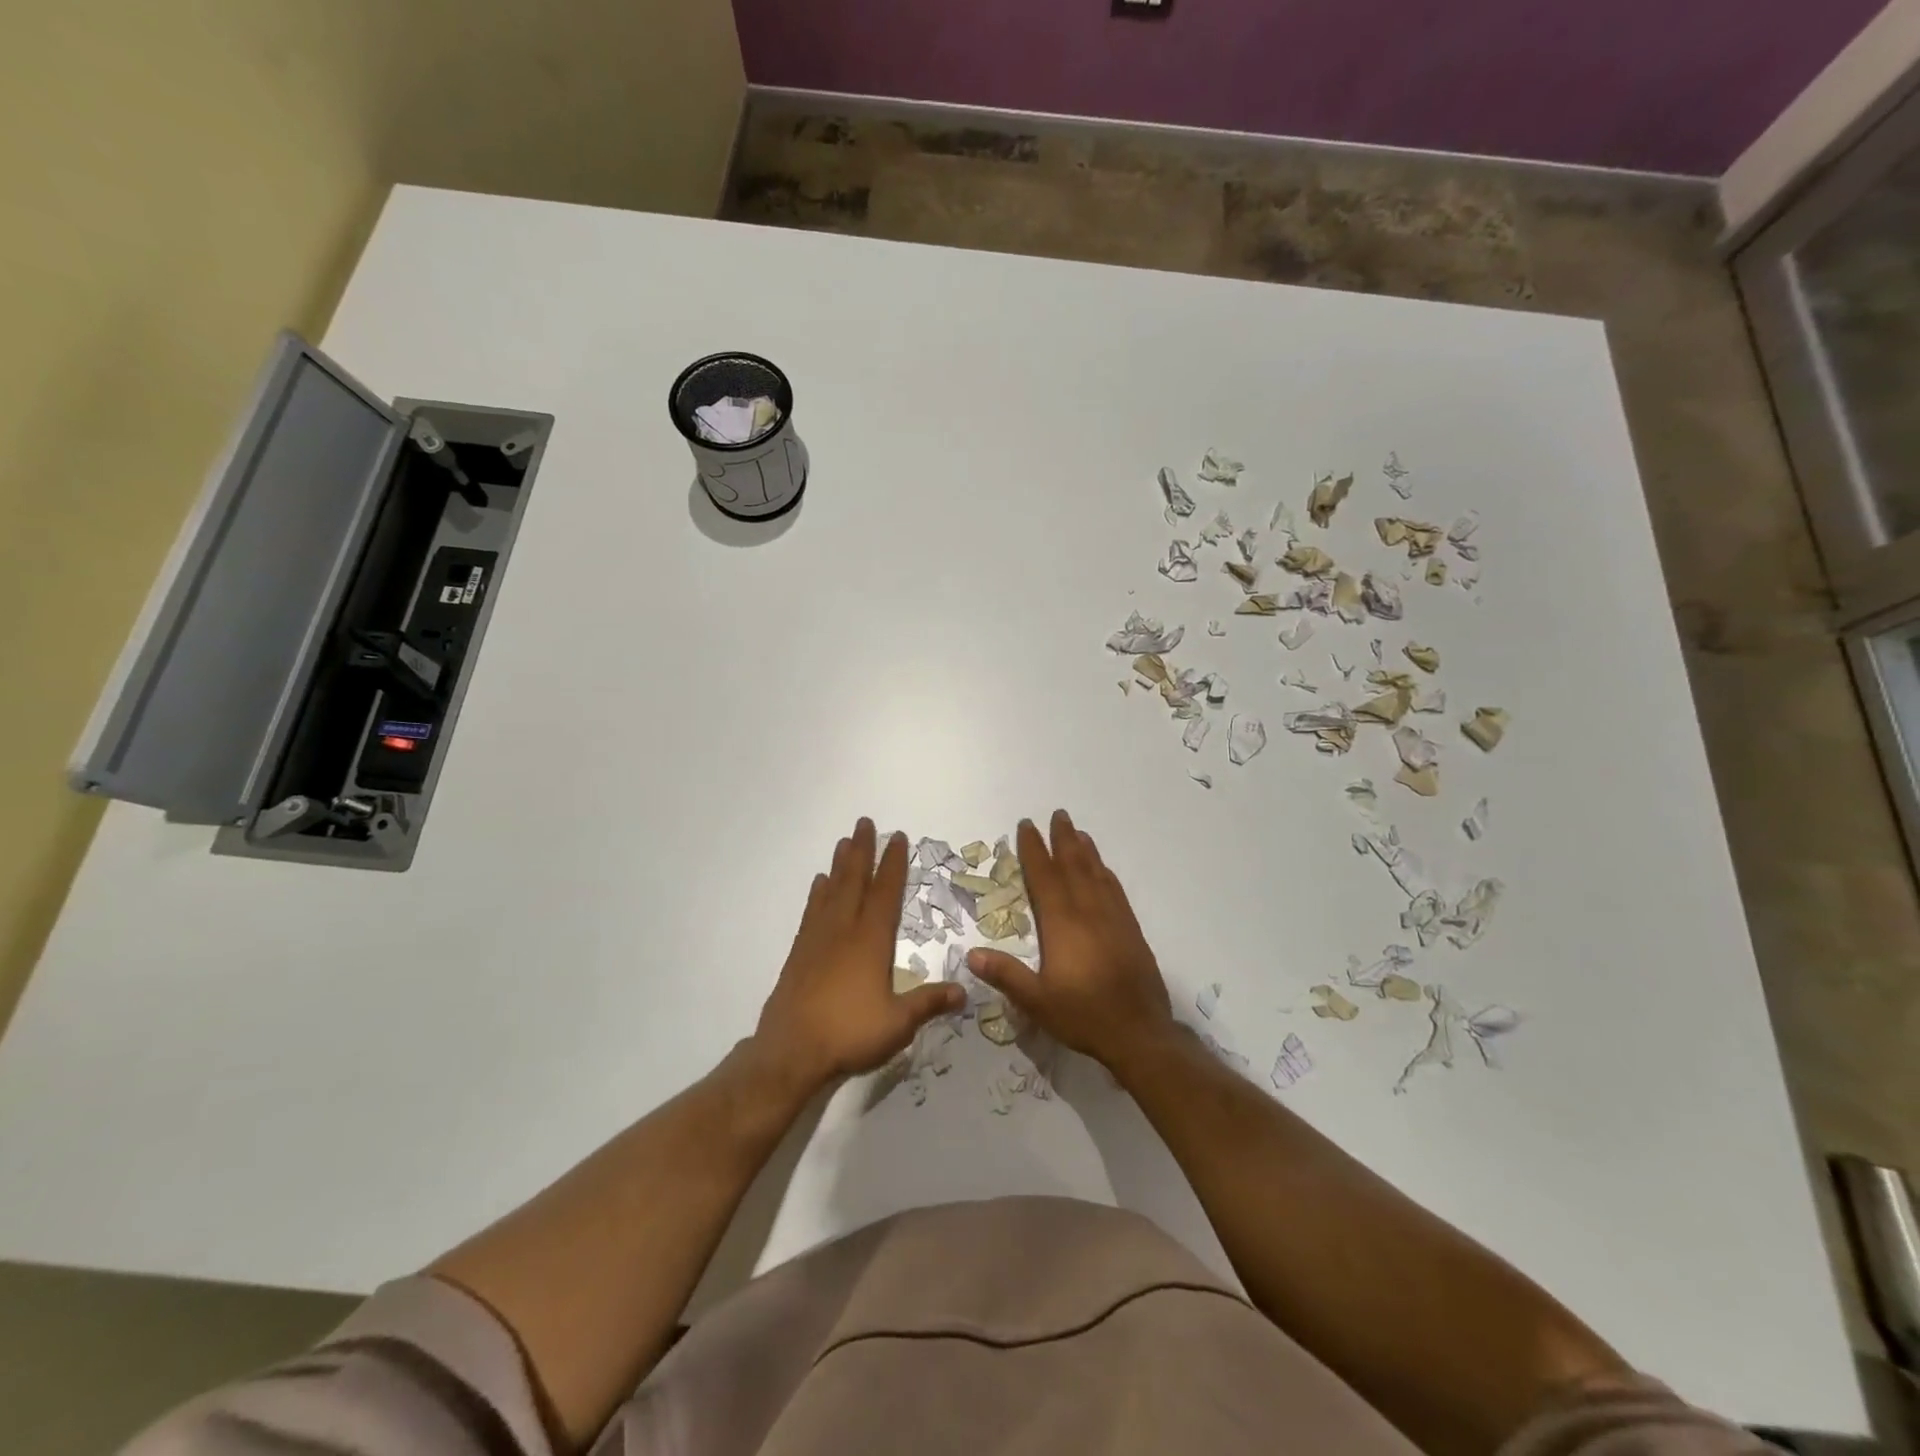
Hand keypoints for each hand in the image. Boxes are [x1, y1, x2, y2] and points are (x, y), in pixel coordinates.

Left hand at [754, 819, 963, 1093]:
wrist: (791, 1051)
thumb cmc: (849, 1034)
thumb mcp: (898, 1023)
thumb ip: (929, 1003)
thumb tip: (965, 991)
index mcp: (871, 941)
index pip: (886, 893)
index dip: (893, 864)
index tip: (897, 838)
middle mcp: (843, 930)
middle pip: (854, 881)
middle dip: (862, 851)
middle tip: (865, 822)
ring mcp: (818, 939)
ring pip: (831, 891)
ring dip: (840, 865)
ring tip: (844, 842)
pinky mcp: (799, 953)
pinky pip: (811, 911)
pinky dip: (817, 892)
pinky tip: (819, 883)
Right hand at [968, 810, 1174, 1072]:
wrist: (1140, 1033)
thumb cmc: (1083, 1016)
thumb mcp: (1037, 1001)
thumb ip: (1005, 975)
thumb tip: (971, 954)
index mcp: (1062, 924)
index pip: (1044, 877)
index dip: (1034, 850)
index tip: (1027, 826)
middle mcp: (1089, 912)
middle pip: (1074, 865)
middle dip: (1063, 838)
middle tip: (1058, 814)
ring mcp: (1114, 919)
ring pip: (1097, 874)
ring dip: (1086, 850)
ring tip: (1078, 831)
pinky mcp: (1131, 930)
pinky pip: (1116, 890)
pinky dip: (1106, 873)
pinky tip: (1104, 870)